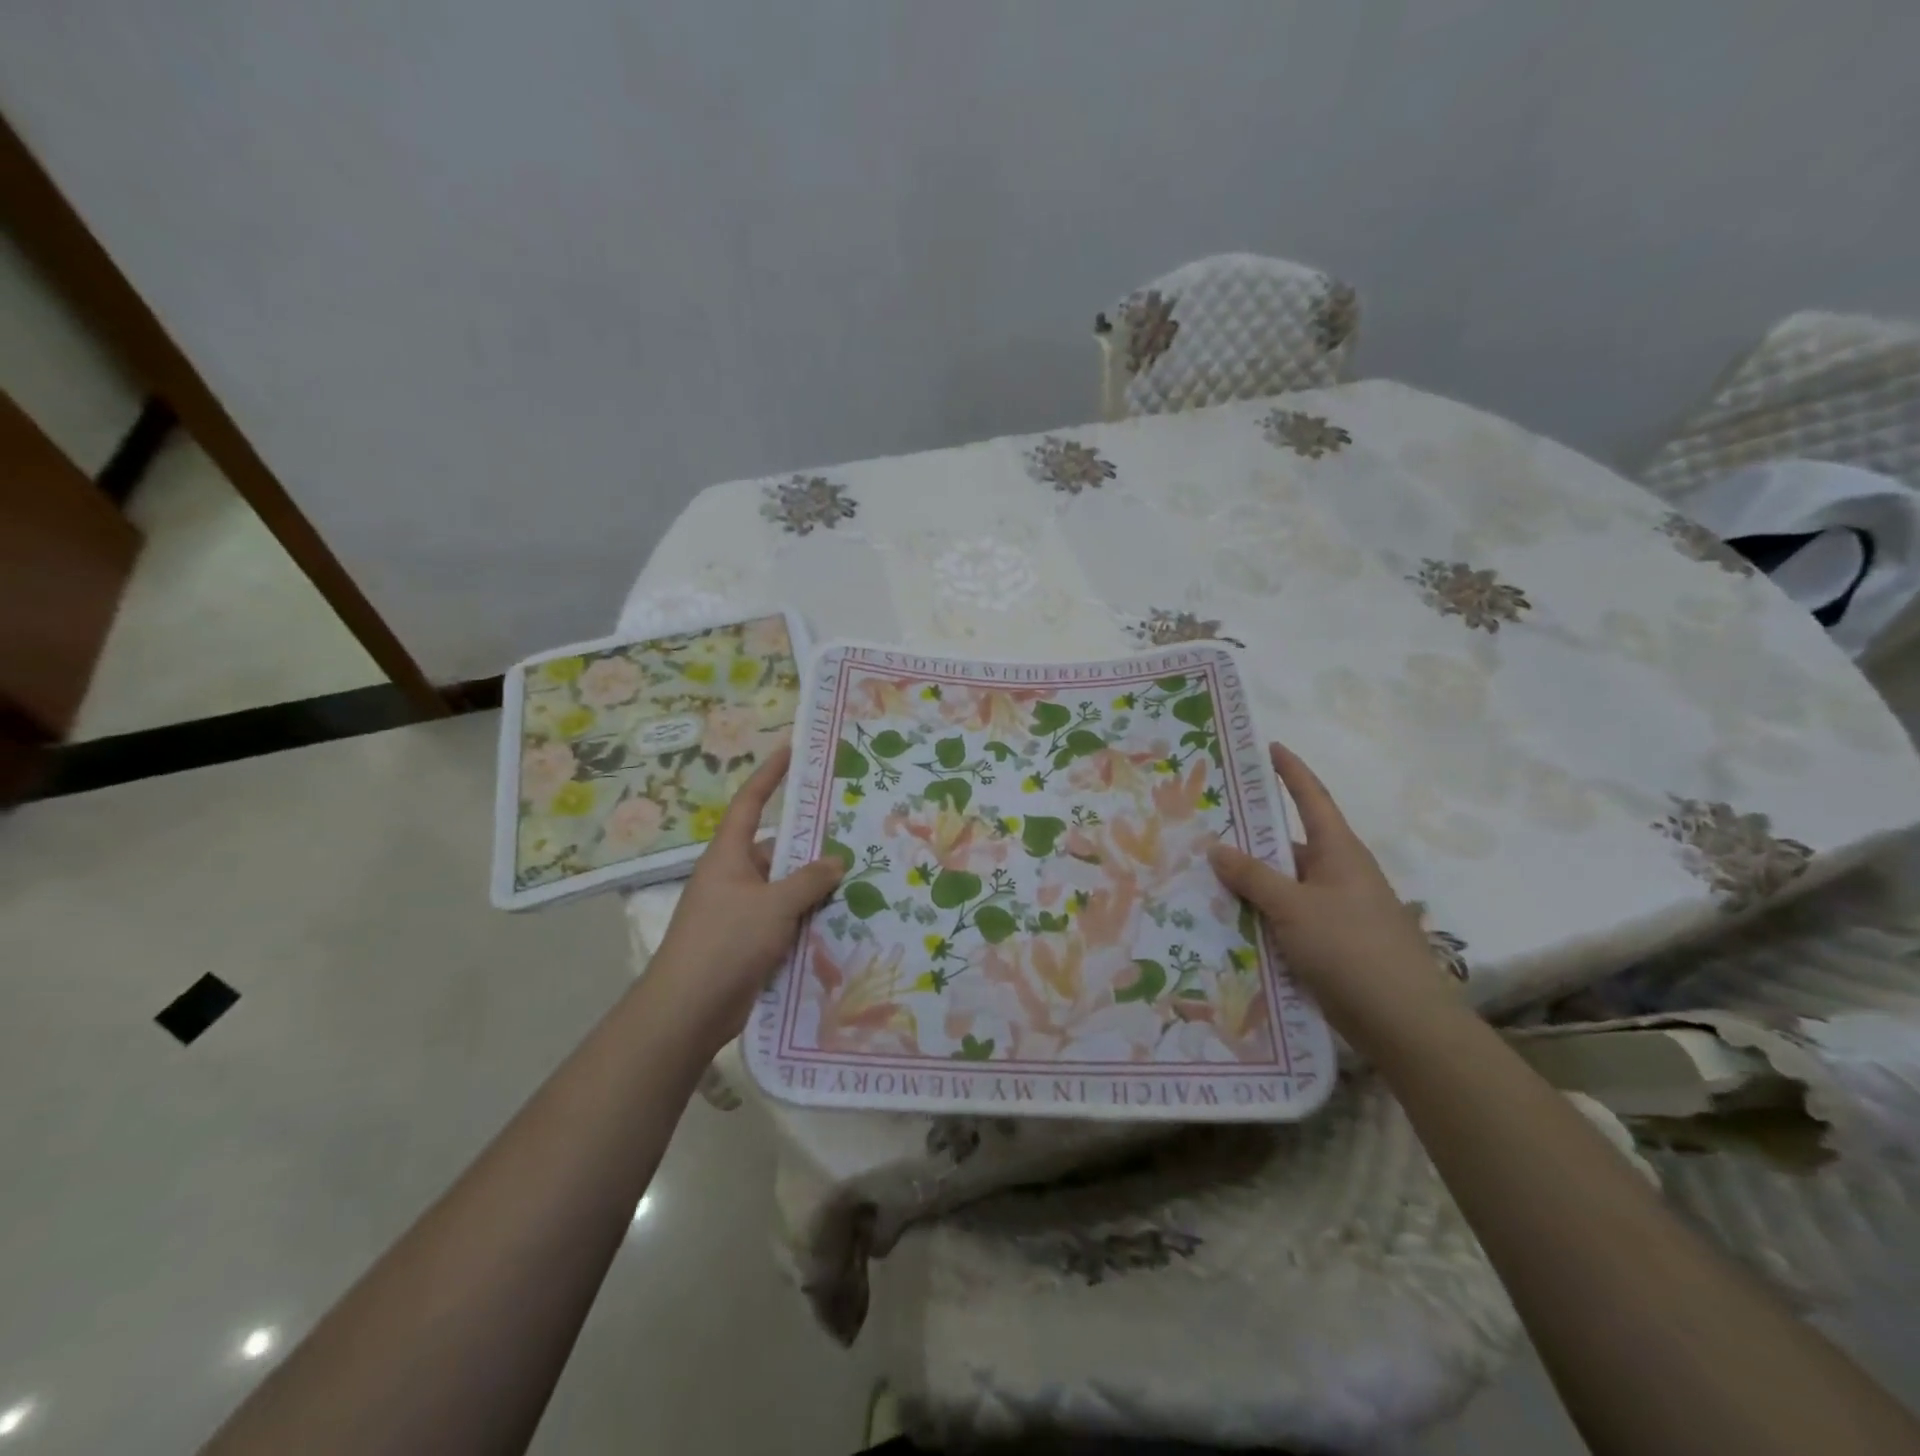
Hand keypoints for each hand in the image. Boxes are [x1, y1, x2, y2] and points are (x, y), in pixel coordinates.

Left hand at [647, 743, 843, 1048]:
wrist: (689, 1010)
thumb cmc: (726, 942)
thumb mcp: (774, 905)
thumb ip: (809, 880)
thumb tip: (837, 861)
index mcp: (729, 855)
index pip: (751, 803)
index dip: (770, 775)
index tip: (791, 751)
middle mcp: (734, 877)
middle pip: (777, 850)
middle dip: (811, 845)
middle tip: (853, 833)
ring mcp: (740, 911)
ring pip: (785, 888)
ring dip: (814, 887)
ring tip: (859, 878)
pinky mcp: (749, 942)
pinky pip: (785, 919)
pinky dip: (808, 918)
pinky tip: (841, 920)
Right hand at [1207, 742, 1461, 1053]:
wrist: (1403, 1022)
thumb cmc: (1351, 949)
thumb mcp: (1293, 907)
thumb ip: (1252, 876)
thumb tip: (1216, 846)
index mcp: (1339, 852)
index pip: (1312, 799)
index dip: (1291, 771)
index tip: (1269, 747)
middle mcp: (1339, 874)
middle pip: (1289, 845)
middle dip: (1252, 837)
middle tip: (1207, 825)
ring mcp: (1337, 911)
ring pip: (1285, 885)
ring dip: (1252, 882)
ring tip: (1204, 877)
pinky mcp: (1332, 944)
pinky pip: (1288, 917)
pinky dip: (1261, 915)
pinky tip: (1229, 922)